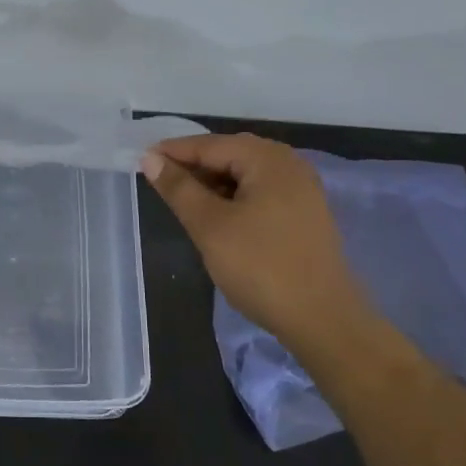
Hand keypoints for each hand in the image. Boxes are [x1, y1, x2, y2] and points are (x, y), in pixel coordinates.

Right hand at [141, 133, 362, 349]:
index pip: (210, 145)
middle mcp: (289, 164)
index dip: (173, 152)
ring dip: (213, 183)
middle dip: (194, 166)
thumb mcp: (210, 226)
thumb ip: (179, 189)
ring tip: (184, 200)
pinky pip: (261, 191)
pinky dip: (234, 197)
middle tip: (159, 181)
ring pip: (245, 174)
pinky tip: (218, 216)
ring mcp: (302, 189)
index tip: (141, 160)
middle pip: (230, 154)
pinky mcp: (305, 213)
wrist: (323, 319)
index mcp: (267, 159)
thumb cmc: (261, 267)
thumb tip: (151, 158)